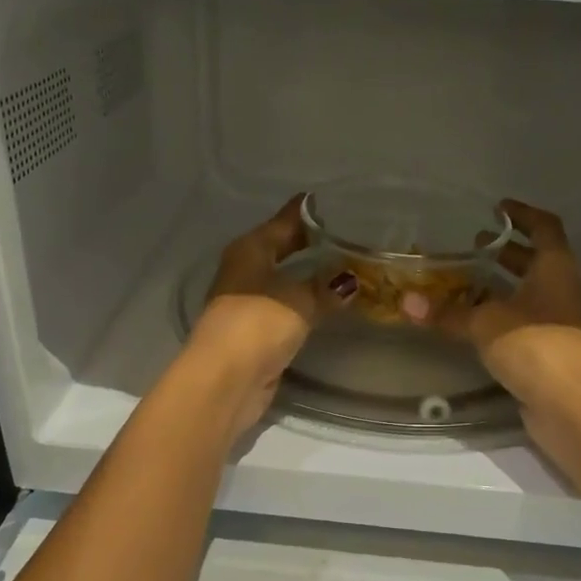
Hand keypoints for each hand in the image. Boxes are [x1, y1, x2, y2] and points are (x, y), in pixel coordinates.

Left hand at [183, 196, 354, 438]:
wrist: (226, 380)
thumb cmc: (258, 324)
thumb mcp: (299, 300)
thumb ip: (327, 287)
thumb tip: (351, 279)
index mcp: (250, 249)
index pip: (285, 220)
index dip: (311, 211)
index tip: (339, 201)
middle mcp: (246, 270)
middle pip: (284, 248)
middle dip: (314, 243)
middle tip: (354, 234)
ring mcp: (250, 302)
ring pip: (287, 279)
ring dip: (313, 276)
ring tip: (352, 267)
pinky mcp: (258, 332)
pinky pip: (290, 307)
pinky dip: (309, 303)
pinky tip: (332, 303)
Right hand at [439, 200, 580, 414]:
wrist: (571, 405)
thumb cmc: (534, 346)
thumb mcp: (485, 324)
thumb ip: (447, 313)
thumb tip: (406, 302)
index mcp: (557, 269)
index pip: (544, 228)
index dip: (522, 215)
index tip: (497, 209)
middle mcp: (565, 290)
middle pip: (538, 261)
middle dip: (507, 253)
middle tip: (474, 246)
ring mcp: (563, 323)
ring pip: (533, 293)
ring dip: (505, 286)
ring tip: (469, 284)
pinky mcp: (554, 351)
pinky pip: (528, 322)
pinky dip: (505, 316)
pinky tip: (479, 324)